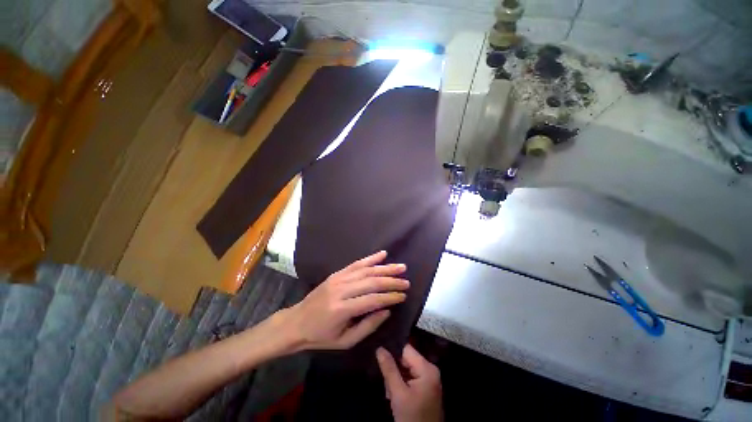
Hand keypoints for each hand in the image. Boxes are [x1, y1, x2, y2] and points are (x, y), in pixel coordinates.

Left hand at [278, 251, 408, 350]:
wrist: (296, 322)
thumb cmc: (321, 336)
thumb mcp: (345, 341)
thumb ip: (368, 326)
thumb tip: (387, 311)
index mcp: (342, 309)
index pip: (373, 300)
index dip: (390, 297)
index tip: (403, 295)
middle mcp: (341, 290)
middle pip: (372, 282)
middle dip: (391, 281)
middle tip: (406, 281)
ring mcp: (338, 278)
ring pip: (366, 270)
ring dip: (385, 268)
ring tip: (400, 266)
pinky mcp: (337, 273)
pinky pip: (356, 263)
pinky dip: (371, 258)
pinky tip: (382, 254)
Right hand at [377, 345, 443, 421]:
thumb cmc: (412, 417)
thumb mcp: (398, 393)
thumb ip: (389, 369)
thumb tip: (380, 348)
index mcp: (427, 368)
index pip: (406, 350)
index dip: (393, 352)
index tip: (380, 358)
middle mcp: (430, 370)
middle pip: (406, 360)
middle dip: (394, 370)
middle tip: (387, 386)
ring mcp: (428, 380)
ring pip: (406, 370)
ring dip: (396, 380)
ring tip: (391, 394)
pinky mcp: (425, 388)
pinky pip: (410, 378)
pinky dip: (401, 385)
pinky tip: (395, 397)